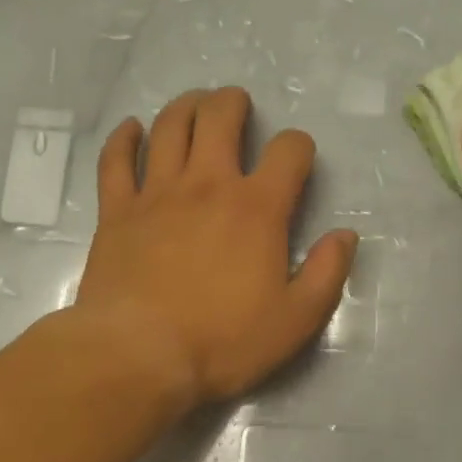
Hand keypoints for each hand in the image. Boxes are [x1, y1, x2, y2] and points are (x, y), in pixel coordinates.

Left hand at [73, 87, 357, 410]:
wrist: (137, 357)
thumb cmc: (223, 341)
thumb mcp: (296, 319)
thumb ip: (327, 273)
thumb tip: (345, 235)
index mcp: (257, 208)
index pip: (288, 151)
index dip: (298, 146)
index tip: (297, 159)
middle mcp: (208, 185)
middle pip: (220, 118)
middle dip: (233, 103)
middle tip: (238, 106)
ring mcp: (157, 193)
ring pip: (170, 127)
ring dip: (186, 106)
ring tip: (195, 104)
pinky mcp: (116, 211)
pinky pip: (116, 160)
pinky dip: (123, 138)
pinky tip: (131, 129)